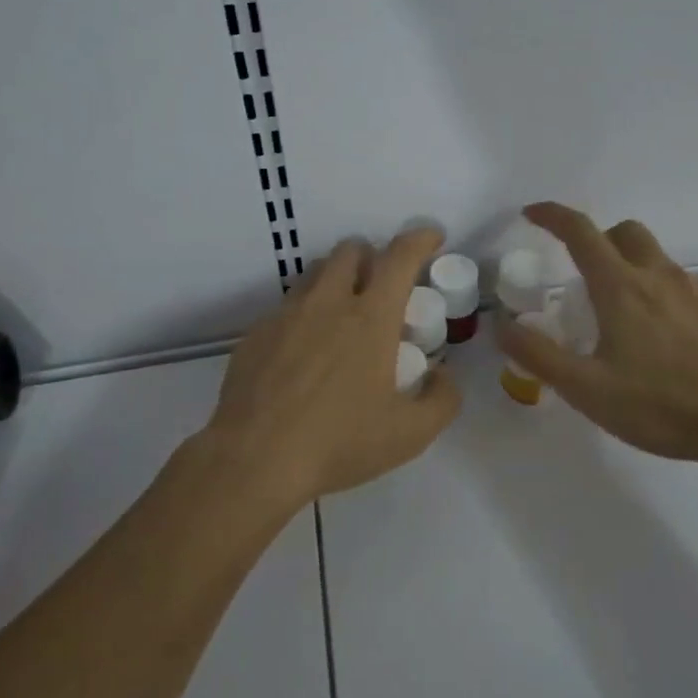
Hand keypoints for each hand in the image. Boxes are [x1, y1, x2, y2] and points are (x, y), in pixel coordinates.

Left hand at [202, 227, 461, 506]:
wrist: (254, 459)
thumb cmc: (339, 442)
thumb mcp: (410, 434)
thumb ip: (442, 399)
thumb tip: (443, 374)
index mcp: (371, 318)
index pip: (400, 257)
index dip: (420, 239)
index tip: (432, 238)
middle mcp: (328, 303)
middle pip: (351, 251)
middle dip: (372, 256)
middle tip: (381, 285)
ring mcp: (287, 315)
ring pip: (315, 273)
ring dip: (337, 279)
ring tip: (343, 314)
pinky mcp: (256, 334)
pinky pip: (286, 308)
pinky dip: (305, 314)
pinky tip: (303, 353)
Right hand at [497, 202, 697, 471]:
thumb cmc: (662, 405)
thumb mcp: (587, 390)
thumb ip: (539, 355)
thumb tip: (502, 326)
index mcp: (621, 288)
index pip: (580, 231)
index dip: (552, 215)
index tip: (532, 214)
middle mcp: (660, 277)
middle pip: (626, 232)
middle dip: (601, 240)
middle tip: (587, 279)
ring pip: (658, 262)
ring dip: (635, 273)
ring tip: (630, 325)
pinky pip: (687, 289)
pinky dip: (667, 299)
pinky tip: (672, 344)